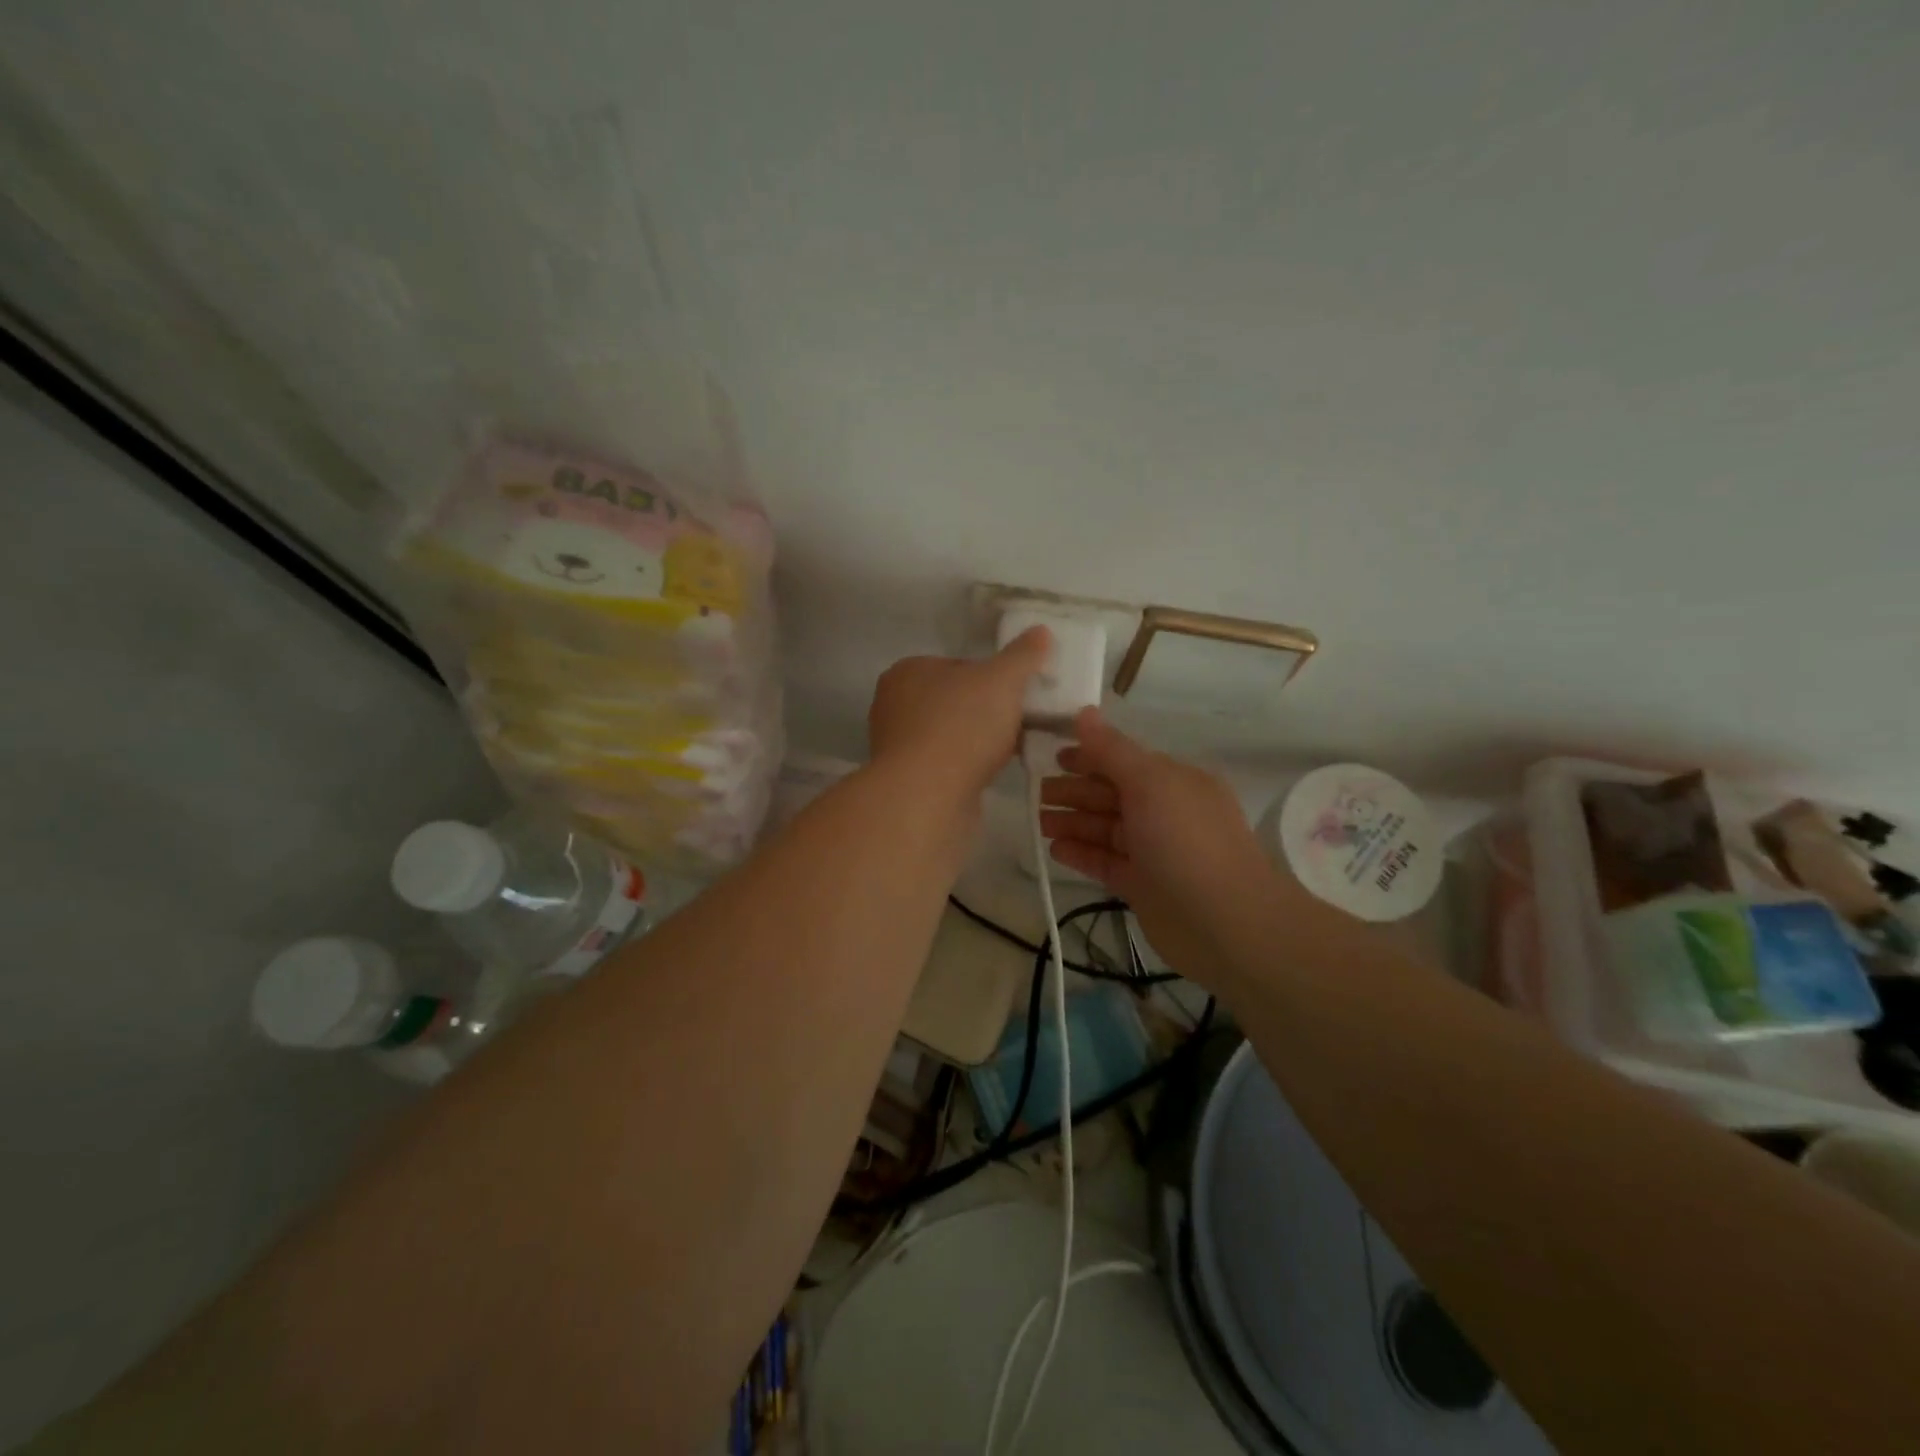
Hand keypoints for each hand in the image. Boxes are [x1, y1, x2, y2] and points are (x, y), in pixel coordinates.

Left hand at [868, 627, 1051, 801]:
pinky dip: (966, 767)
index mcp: (907, 671)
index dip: (991, 678)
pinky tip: (989, 774)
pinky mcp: (906, 780)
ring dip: (977, 741)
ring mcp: (897, 746)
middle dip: (985, 711)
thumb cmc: (961, 726)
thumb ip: (1022, 655)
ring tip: (1011, 750)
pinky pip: (945, 765)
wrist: (927, 796)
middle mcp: (894, 705)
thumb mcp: (1002, 680)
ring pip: (950, 734)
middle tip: (1018, 722)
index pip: (957, 665)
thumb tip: (1040, 631)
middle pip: (954, 701)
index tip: (1016, 694)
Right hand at [1041, 708, 1280, 983]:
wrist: (1223, 921)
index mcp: (1174, 781)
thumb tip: (1084, 712)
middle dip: (1075, 790)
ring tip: (1038, 821)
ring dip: (1073, 822)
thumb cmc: (1185, 839)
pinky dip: (1081, 854)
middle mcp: (1165, 812)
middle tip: (1035, 792)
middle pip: (1112, 794)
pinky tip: (1054, 849)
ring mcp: (1154, 850)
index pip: (1124, 761)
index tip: (1052, 755)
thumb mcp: (1149, 782)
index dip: (1088, 756)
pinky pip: (1106, 862)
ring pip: (1106, 829)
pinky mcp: (1143, 885)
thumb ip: (1112, 750)